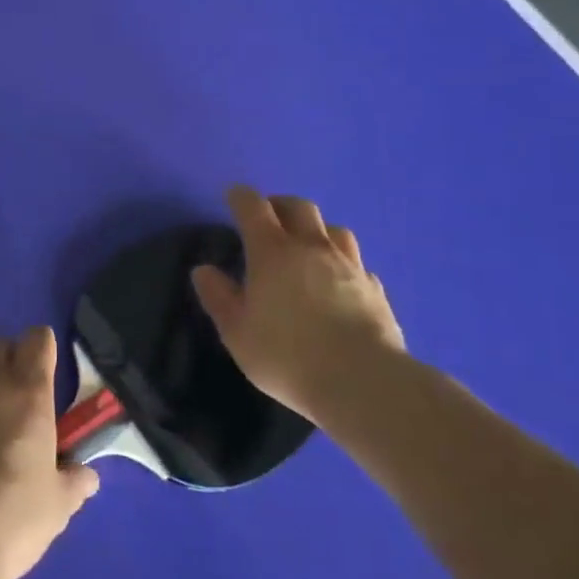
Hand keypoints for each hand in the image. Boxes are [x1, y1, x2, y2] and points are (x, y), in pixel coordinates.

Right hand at [191, 185, 405, 419]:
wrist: (363, 381)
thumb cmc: (287, 356)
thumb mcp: (237, 332)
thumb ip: (219, 297)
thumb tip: (203, 270)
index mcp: (272, 252)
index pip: (253, 207)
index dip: (241, 197)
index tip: (233, 197)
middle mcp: (312, 247)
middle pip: (299, 207)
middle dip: (280, 204)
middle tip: (269, 217)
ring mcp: (349, 265)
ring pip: (334, 229)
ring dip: (316, 228)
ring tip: (307, 244)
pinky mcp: (375, 288)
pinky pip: (356, 262)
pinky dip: (343, 263)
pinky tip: (340, 280)